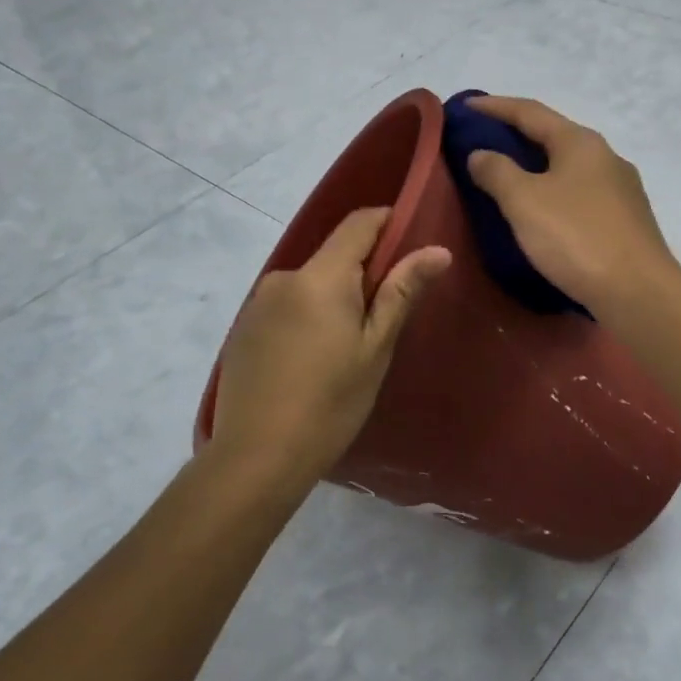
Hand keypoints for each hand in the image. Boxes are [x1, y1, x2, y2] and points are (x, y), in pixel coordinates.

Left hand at [209, 209, 449, 494]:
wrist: (257, 457)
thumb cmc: (331, 402)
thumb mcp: (376, 348)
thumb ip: (402, 291)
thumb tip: (437, 250)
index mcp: (320, 277)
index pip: (359, 223)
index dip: (389, 223)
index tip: (414, 245)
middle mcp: (284, 277)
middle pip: (334, 255)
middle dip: (365, 272)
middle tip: (388, 316)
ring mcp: (258, 303)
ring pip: (311, 283)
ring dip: (335, 298)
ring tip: (350, 346)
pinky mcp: (243, 328)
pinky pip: (288, 306)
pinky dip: (308, 317)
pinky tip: (313, 360)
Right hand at [463, 95, 676, 314]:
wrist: (638, 291)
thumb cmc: (576, 238)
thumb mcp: (524, 201)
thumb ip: (497, 171)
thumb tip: (481, 153)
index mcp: (580, 142)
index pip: (530, 111)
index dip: (494, 106)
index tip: (465, 106)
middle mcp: (605, 156)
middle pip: (553, 136)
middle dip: (516, 136)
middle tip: (481, 141)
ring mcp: (621, 189)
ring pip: (568, 167)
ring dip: (536, 167)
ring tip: (506, 177)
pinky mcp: (626, 220)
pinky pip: (580, 194)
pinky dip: (553, 192)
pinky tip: (542, 211)